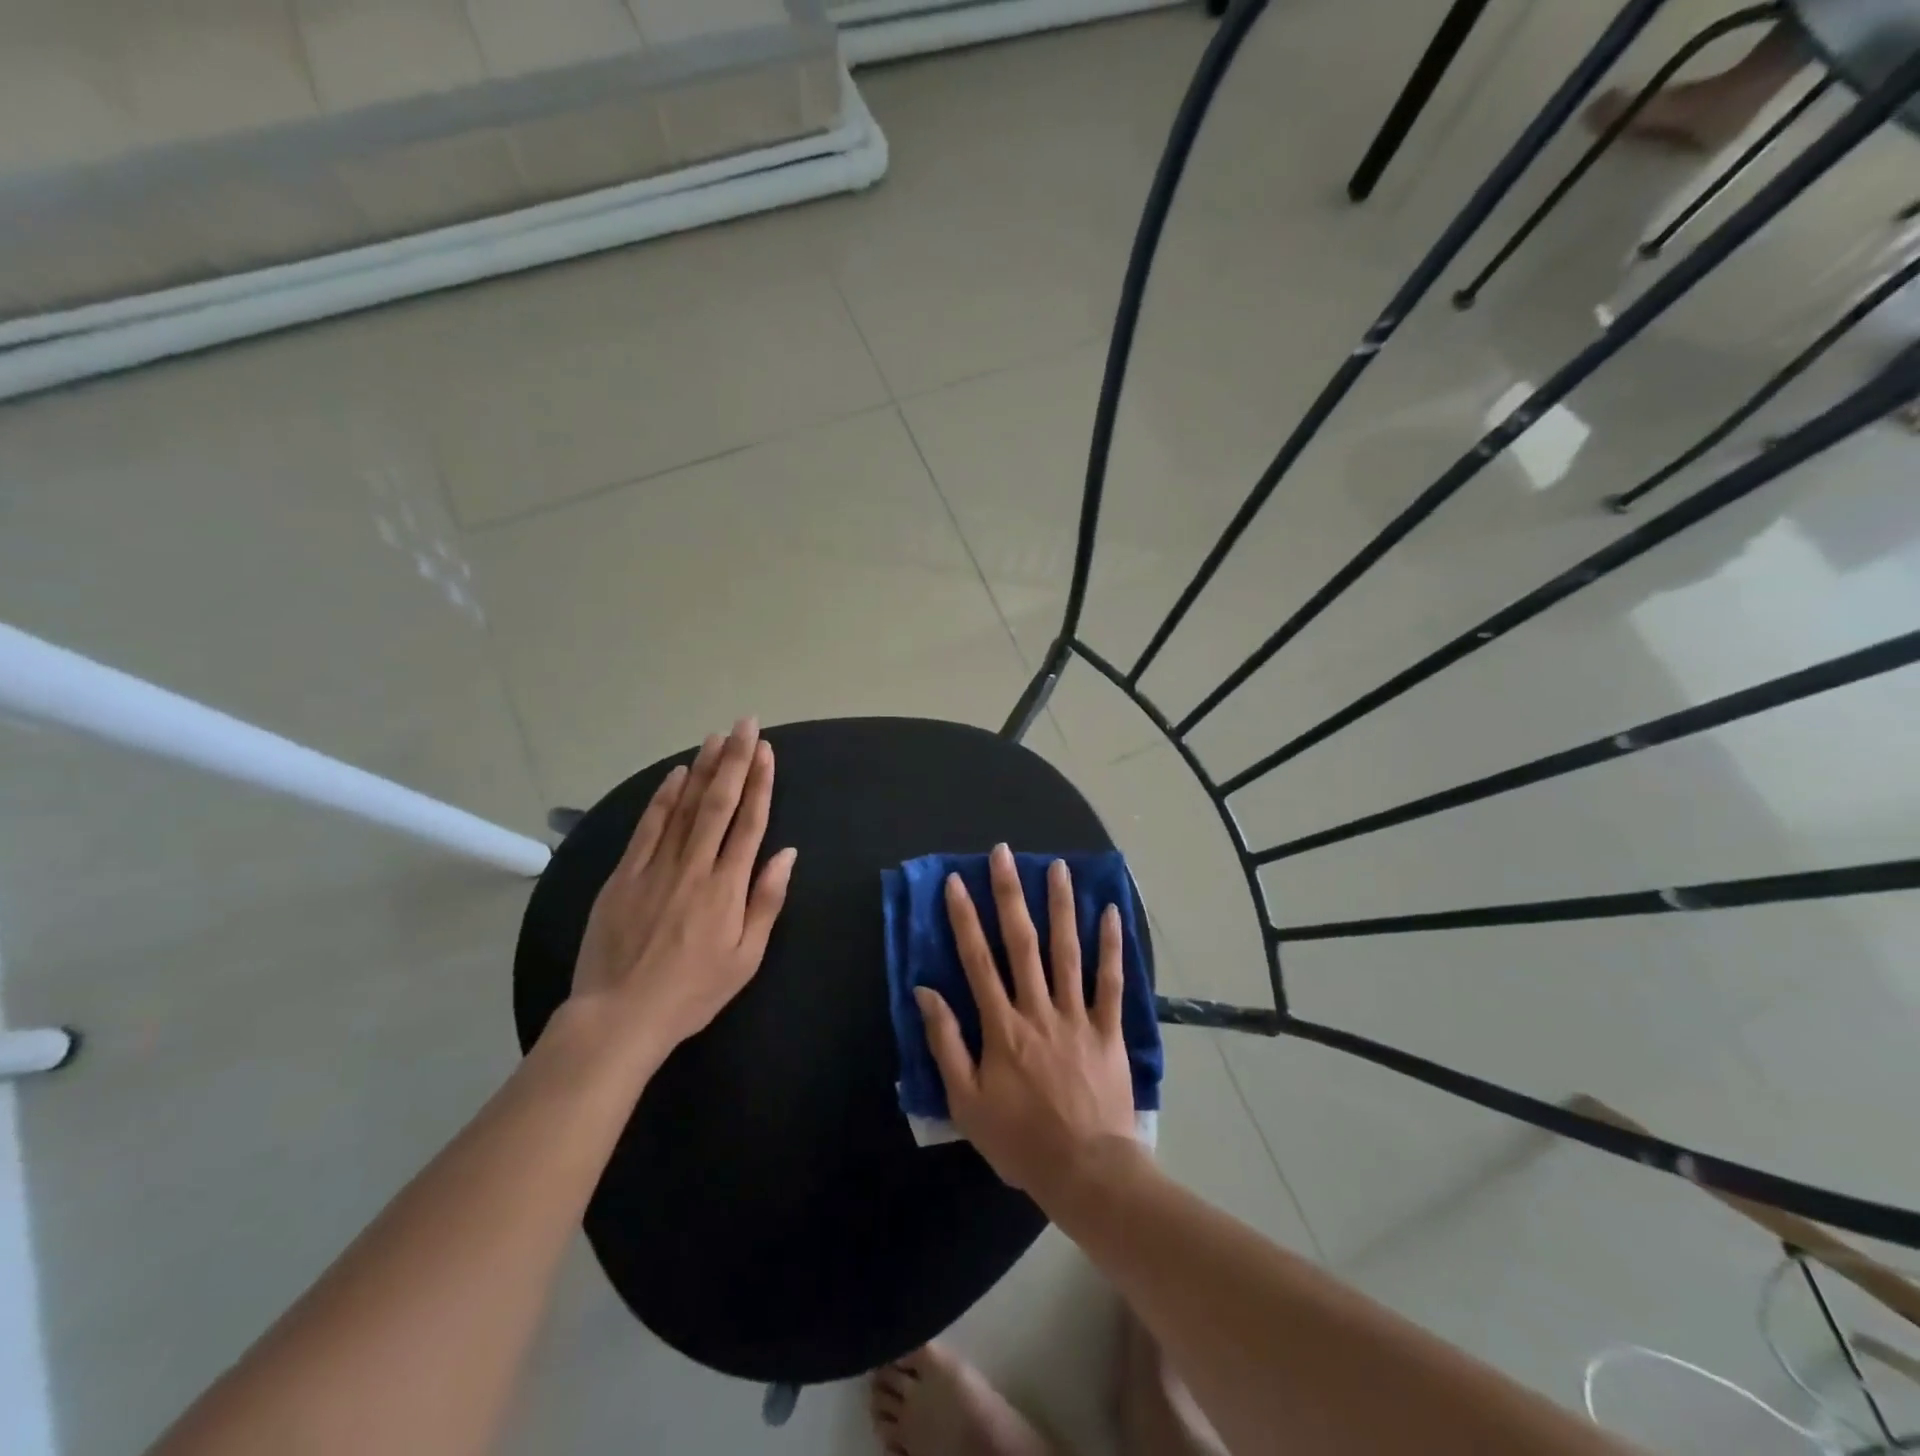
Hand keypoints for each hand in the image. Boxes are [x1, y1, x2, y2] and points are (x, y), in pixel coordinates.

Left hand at [570, 718, 797, 1058]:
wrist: (620, 1015)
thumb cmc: (693, 991)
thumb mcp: (746, 958)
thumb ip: (767, 902)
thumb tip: (787, 853)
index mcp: (727, 887)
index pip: (749, 822)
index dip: (759, 783)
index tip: (766, 750)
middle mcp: (694, 866)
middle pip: (718, 803)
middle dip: (734, 760)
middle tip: (745, 725)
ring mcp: (655, 867)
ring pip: (684, 806)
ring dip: (702, 768)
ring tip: (716, 737)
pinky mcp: (625, 874)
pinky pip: (648, 826)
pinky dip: (663, 797)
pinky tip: (676, 774)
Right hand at [915, 844, 1136, 1199]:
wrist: (1086, 1172)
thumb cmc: (1020, 1141)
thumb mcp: (966, 1101)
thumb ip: (946, 1043)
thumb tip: (925, 992)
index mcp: (1001, 1026)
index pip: (977, 960)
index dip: (964, 917)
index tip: (956, 881)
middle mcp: (1038, 1009)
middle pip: (1022, 942)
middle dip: (1010, 894)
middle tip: (1005, 854)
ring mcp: (1077, 1015)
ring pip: (1067, 951)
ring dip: (1061, 906)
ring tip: (1057, 866)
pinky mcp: (1109, 1029)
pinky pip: (1112, 981)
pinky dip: (1111, 946)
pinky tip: (1111, 911)